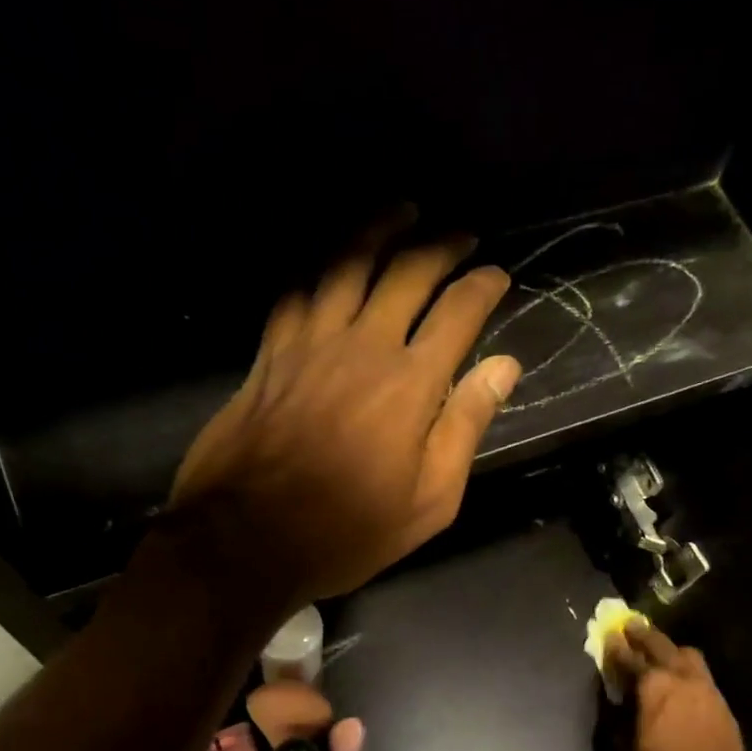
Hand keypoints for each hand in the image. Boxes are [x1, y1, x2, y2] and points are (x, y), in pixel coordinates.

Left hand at [169, 211, 521, 603]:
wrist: (247, 539)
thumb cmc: (348, 532)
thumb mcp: (428, 501)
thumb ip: (466, 428)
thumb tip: (503, 367)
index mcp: (411, 384)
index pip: (459, 312)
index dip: (484, 286)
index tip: (498, 276)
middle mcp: (363, 346)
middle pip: (407, 273)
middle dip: (441, 245)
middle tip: (461, 235)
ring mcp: (309, 344)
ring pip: (346, 264)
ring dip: (379, 230)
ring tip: (401, 211)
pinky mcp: (269, 355)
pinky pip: (296, 292)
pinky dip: (318, 270)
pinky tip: (328, 264)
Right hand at [603, 621, 749, 750]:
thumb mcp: (629, 746)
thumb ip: (623, 713)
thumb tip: (620, 697)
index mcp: (654, 687)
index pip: (630, 659)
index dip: (616, 648)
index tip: (608, 637)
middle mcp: (681, 678)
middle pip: (661, 646)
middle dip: (644, 635)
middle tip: (631, 626)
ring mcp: (705, 687)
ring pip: (687, 654)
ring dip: (670, 649)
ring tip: (660, 651)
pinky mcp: (720, 700)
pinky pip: (701, 673)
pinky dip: (686, 668)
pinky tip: (680, 677)